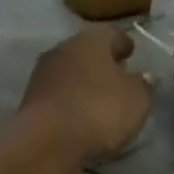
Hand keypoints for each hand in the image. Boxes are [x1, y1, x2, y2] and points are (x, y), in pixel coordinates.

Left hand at [17, 25, 152, 164]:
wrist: (47, 140)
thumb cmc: (100, 110)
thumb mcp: (136, 99)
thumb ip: (142, 85)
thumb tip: (143, 76)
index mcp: (91, 40)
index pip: (111, 34)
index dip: (123, 43)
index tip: (131, 53)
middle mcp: (63, 48)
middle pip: (86, 50)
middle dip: (101, 61)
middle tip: (117, 75)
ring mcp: (43, 72)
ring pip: (69, 70)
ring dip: (83, 80)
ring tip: (99, 97)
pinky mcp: (30, 97)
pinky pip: (58, 92)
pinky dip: (70, 98)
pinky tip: (79, 112)